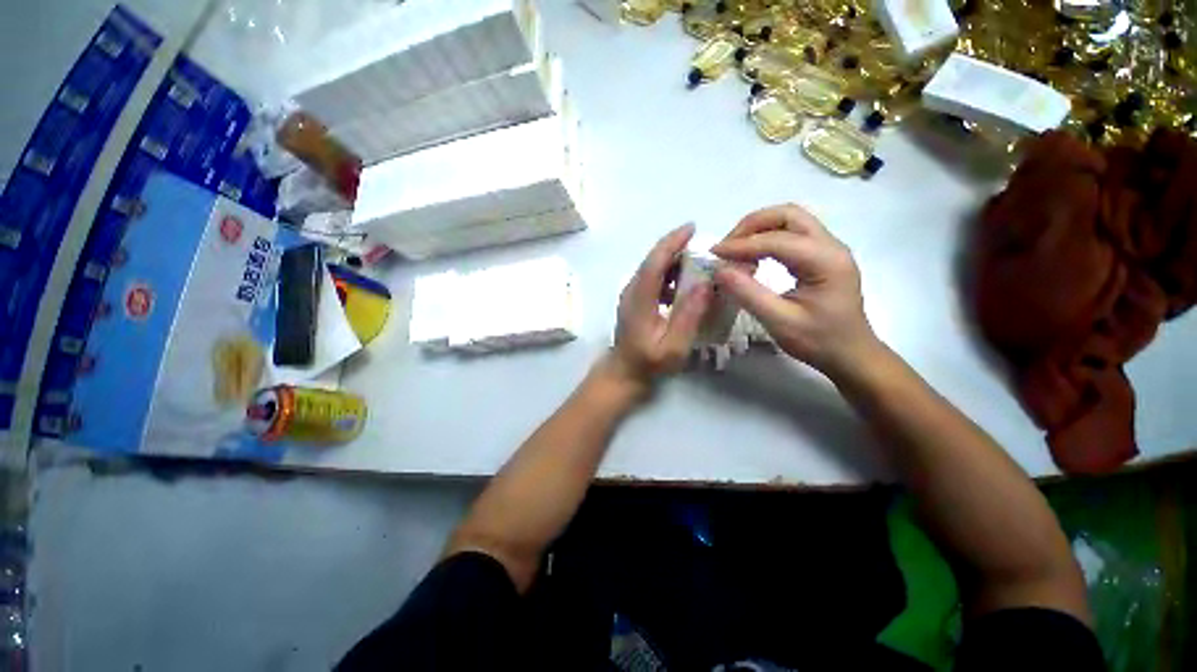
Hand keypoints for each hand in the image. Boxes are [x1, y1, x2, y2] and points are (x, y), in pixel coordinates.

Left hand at [607, 223, 712, 390]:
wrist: (624, 372)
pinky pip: (651, 279)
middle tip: (703, 246)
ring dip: (673, 261)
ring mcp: (630, 295)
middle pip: (652, 260)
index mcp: (639, 299)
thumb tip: (704, 284)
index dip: (672, 242)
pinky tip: (683, 285)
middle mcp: (631, 291)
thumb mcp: (673, 346)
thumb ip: (688, 316)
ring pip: (651, 268)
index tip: (692, 228)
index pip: (654, 262)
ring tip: (698, 264)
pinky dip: (668, 274)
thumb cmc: (649, 363)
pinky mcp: (634, 300)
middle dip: (675, 247)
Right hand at [710, 204, 878, 376]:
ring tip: (735, 251)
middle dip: (751, 225)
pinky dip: (767, 239)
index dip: (741, 244)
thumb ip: (748, 294)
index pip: (777, 239)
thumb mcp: (779, 322)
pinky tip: (753, 258)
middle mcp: (830, 245)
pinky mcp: (821, 256)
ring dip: (758, 229)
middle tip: (727, 247)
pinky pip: (791, 234)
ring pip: (789, 221)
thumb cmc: (818, 341)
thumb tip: (719, 270)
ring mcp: (828, 248)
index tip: (714, 254)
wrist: (850, 355)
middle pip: (787, 215)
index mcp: (825, 260)